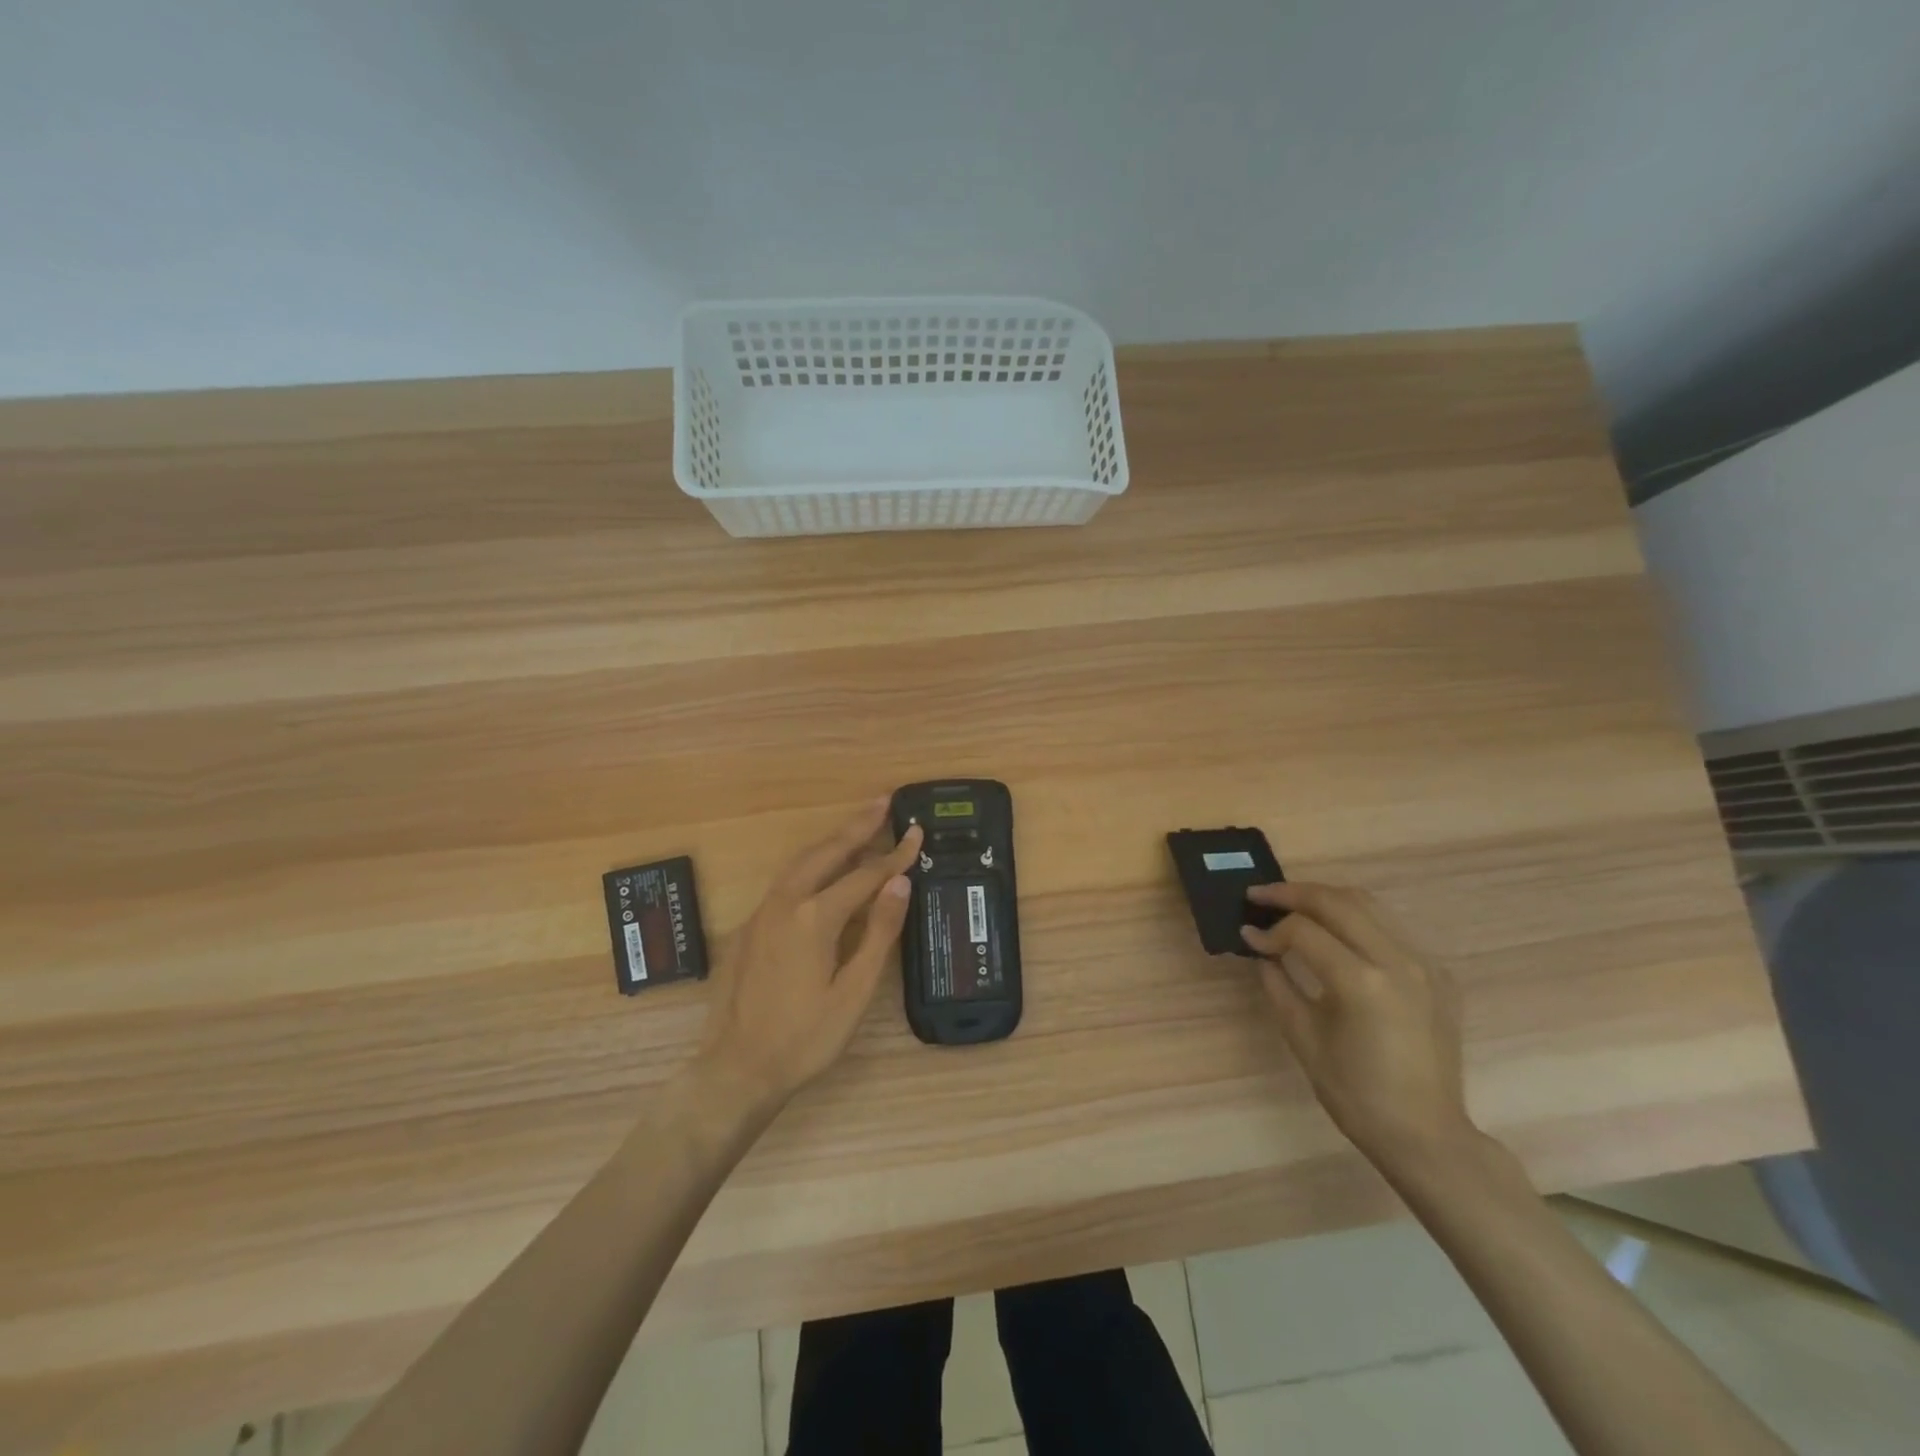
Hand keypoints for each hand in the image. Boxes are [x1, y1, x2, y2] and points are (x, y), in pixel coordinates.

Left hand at [697, 800, 923, 1108]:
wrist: (738, 1068)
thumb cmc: (806, 1037)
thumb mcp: (854, 991)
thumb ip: (879, 931)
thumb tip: (899, 882)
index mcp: (815, 917)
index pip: (865, 875)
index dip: (894, 855)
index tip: (917, 833)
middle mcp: (785, 902)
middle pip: (828, 852)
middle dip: (858, 825)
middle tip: (884, 801)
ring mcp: (762, 912)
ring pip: (802, 861)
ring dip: (833, 840)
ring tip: (859, 825)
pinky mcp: (750, 926)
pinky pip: (786, 880)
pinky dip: (812, 863)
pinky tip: (823, 869)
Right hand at [1240, 882, 1475, 1170]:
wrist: (1426, 1134)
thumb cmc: (1356, 1094)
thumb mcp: (1303, 1037)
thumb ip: (1278, 984)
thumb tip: (1260, 950)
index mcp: (1362, 983)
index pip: (1304, 931)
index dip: (1270, 930)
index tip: (1248, 937)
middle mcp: (1397, 961)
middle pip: (1337, 901)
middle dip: (1293, 893)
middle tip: (1260, 896)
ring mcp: (1424, 964)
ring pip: (1368, 904)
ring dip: (1325, 898)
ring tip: (1293, 905)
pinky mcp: (1438, 973)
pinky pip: (1391, 928)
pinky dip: (1356, 919)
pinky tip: (1336, 934)